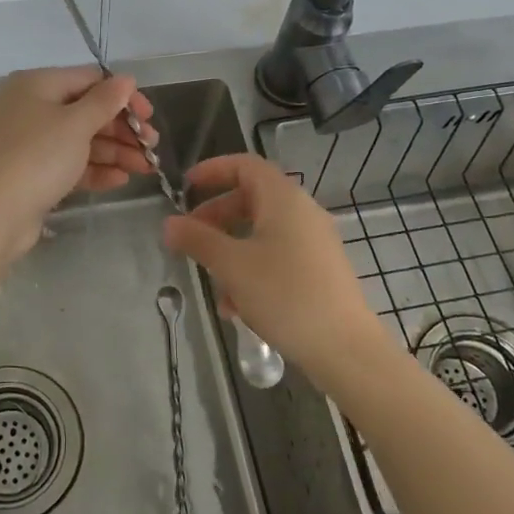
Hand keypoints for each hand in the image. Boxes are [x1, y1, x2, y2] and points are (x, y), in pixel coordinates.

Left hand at [0, 66, 155, 259]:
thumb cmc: (37, 157)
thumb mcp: (76, 124)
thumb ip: (105, 101)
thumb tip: (125, 79)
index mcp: (37, 85)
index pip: (89, 80)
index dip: (122, 96)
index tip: (148, 116)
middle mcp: (31, 108)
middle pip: (87, 111)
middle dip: (122, 129)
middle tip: (151, 147)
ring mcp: (30, 142)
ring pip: (81, 140)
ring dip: (115, 152)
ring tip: (145, 168)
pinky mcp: (33, 173)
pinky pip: (70, 164)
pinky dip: (95, 169)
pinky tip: (121, 180)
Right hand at [162, 153, 381, 384]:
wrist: (345, 348)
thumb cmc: (285, 295)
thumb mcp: (232, 266)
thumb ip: (197, 240)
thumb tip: (169, 223)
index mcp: (283, 199)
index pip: (245, 165)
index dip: (212, 170)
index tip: (185, 188)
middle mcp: (302, 212)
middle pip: (251, 199)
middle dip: (215, 217)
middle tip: (189, 239)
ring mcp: (313, 242)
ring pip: (261, 233)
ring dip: (230, 251)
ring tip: (213, 285)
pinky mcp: (318, 270)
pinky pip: (276, 257)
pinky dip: (252, 271)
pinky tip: (237, 308)